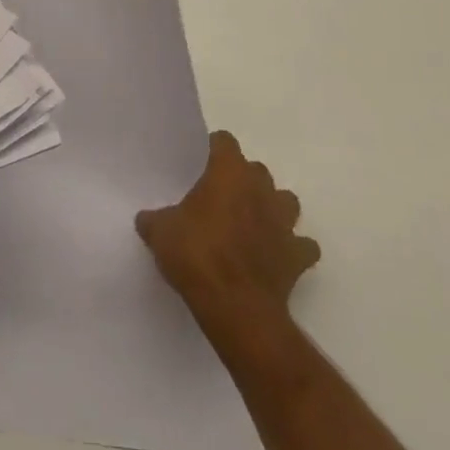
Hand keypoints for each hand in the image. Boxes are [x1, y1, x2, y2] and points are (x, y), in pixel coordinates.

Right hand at [136, 131, 319, 333]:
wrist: (236, 307)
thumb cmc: (197, 256)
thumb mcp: (160, 233)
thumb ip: (154, 219)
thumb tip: (147, 219)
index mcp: (229, 172)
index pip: (225, 142)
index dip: (213, 150)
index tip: (200, 165)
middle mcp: (261, 188)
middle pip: (256, 170)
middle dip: (242, 180)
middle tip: (219, 199)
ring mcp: (284, 222)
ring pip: (285, 201)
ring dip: (271, 209)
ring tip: (251, 224)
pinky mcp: (298, 256)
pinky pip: (302, 246)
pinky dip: (292, 249)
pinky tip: (276, 257)